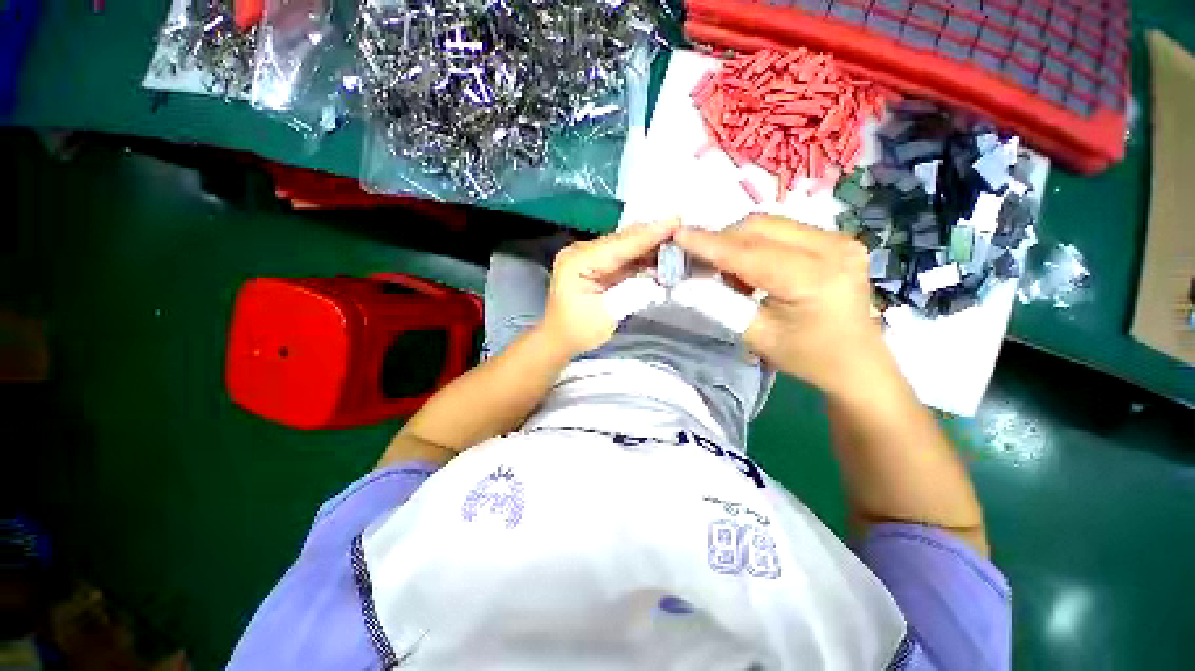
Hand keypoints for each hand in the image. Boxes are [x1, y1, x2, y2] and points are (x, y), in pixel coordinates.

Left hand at [543, 221, 678, 355]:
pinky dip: (641, 254)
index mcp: (578, 261)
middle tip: (683, 226)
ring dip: (649, 243)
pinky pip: (622, 255)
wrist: (559, 338)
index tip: (676, 221)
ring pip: (624, 245)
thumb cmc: (580, 331)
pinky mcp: (595, 263)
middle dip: (652, 234)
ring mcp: (587, 256)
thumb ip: (634, 291)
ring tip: (678, 237)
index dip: (649, 234)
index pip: (619, 245)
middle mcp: (581, 251)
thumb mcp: (609, 314)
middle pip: (622, 240)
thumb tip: (660, 276)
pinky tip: (661, 252)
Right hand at [675, 215, 887, 395]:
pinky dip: (756, 244)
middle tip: (698, 261)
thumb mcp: (755, 335)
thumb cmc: (806, 356)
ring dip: (738, 242)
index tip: (677, 236)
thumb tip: (685, 282)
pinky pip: (782, 231)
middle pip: (759, 227)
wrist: (856, 363)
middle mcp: (832, 247)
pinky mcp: (836, 239)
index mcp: (814, 278)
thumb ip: (718, 303)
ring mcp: (838, 238)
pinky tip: (750, 268)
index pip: (749, 253)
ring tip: (724, 270)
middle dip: (721, 240)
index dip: (709, 244)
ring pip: (769, 225)